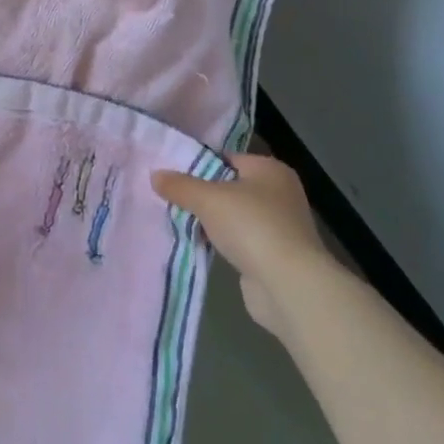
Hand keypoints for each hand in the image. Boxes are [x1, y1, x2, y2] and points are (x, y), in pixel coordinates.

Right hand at [154, 153, 325, 337]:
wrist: (288, 286)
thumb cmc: (251, 227)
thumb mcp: (208, 199)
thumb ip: (180, 185)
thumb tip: (155, 175)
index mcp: (270, 170)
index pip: (227, 158)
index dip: (198, 165)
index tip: (171, 175)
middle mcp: (280, 193)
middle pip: (230, 186)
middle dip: (202, 195)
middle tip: (170, 198)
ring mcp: (280, 226)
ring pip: (233, 215)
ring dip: (211, 221)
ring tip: (178, 220)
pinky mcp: (275, 255)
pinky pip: (239, 240)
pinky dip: (222, 242)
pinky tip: (199, 245)